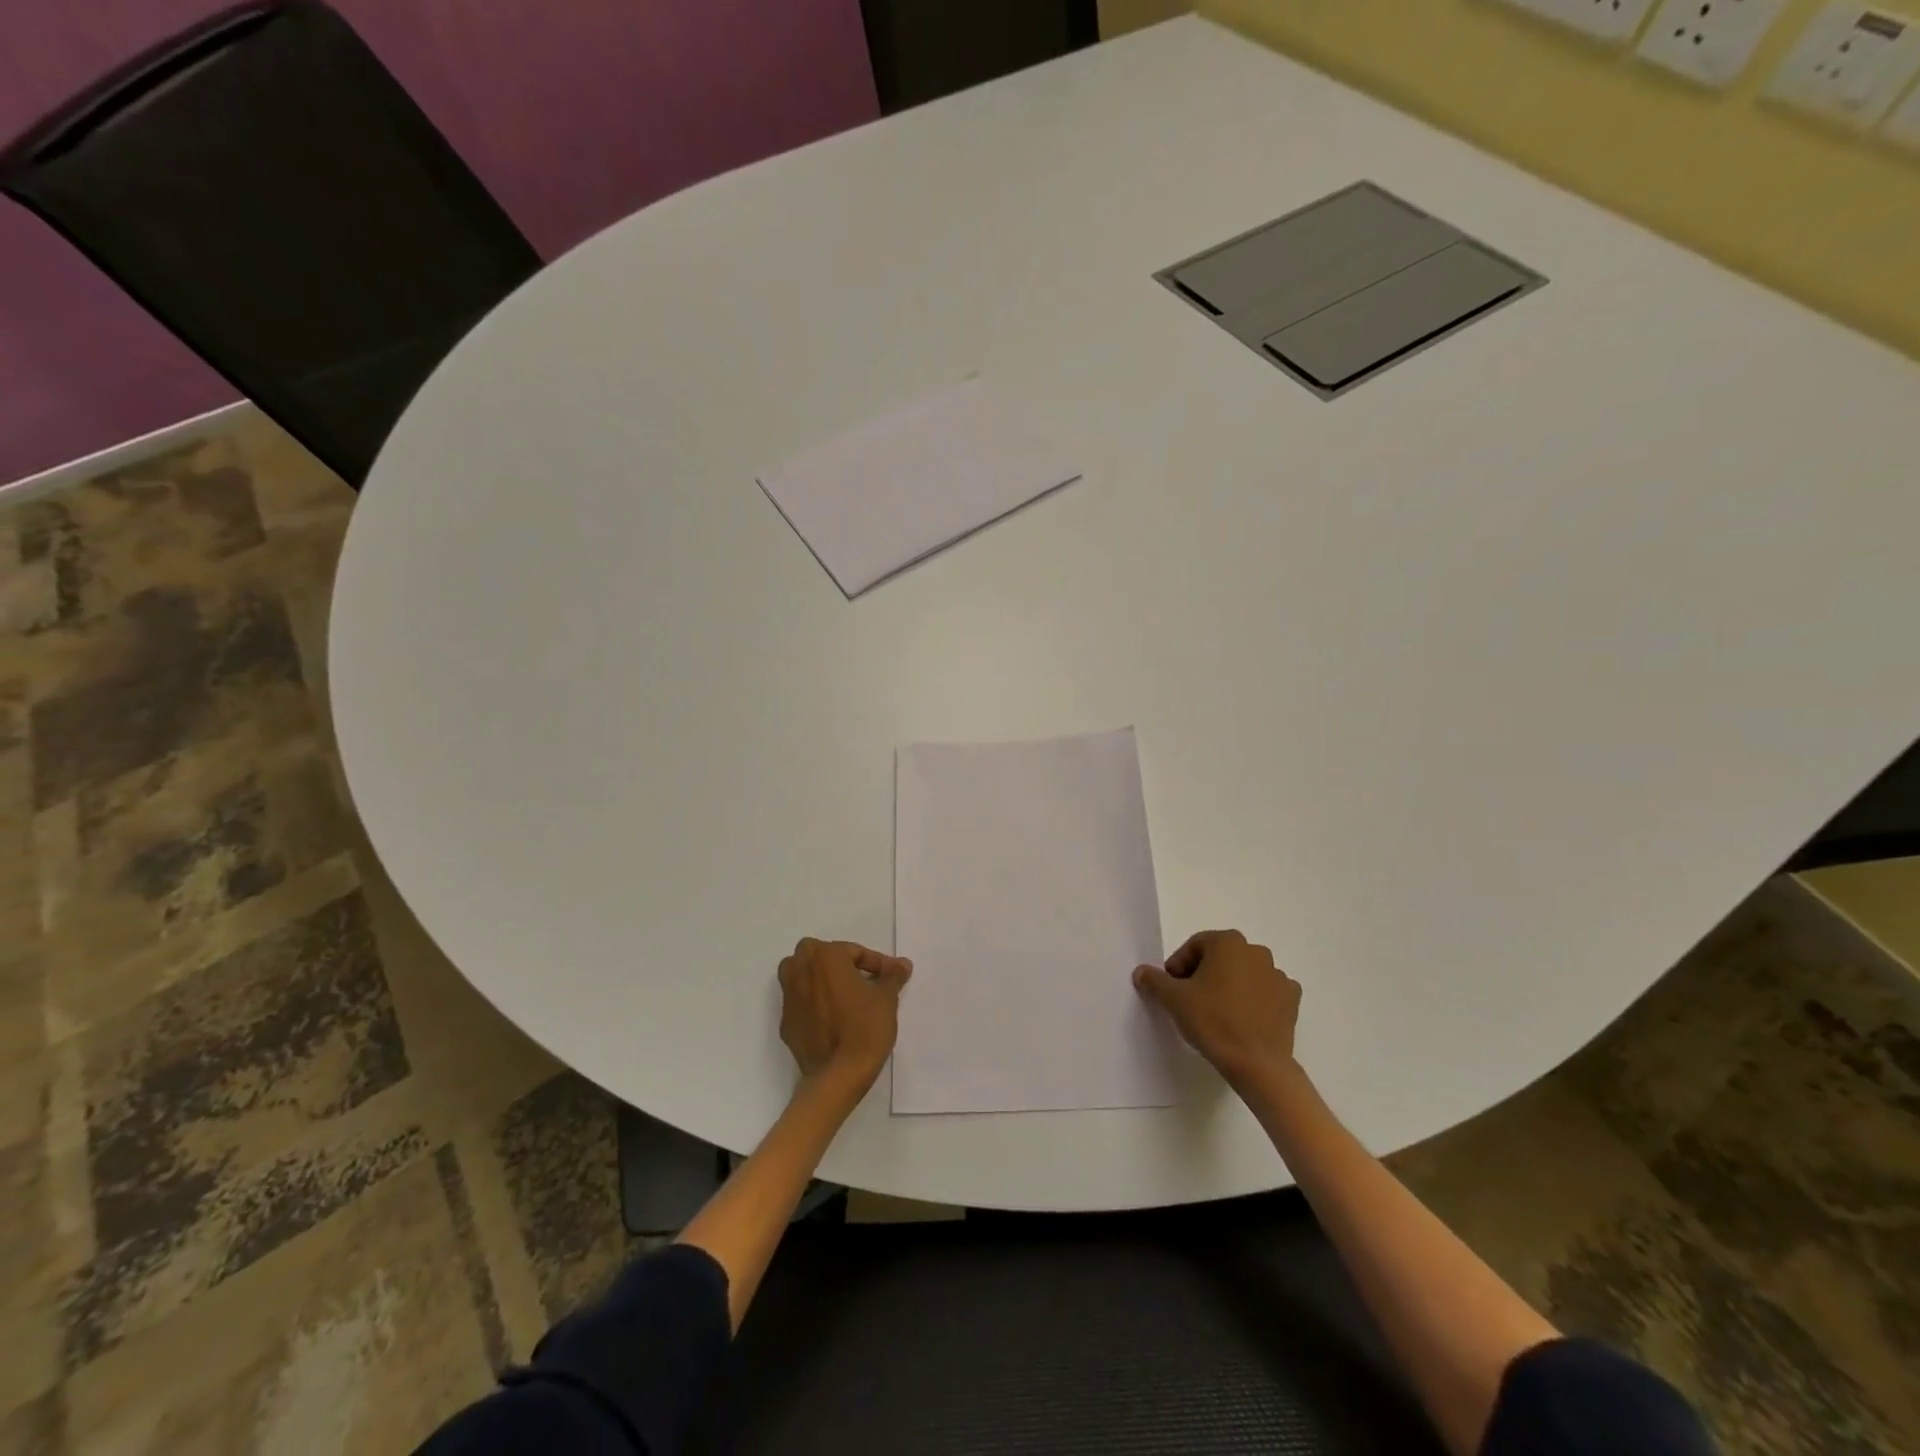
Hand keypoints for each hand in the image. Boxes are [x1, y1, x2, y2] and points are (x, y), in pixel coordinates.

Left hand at [778, 937, 912, 1092]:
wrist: (837, 1076)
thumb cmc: (865, 1028)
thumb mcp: (887, 999)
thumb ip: (892, 976)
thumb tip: (902, 964)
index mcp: (825, 957)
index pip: (854, 951)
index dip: (876, 963)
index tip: (892, 977)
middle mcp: (800, 970)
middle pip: (819, 955)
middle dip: (840, 962)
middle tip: (862, 980)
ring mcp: (788, 998)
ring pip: (802, 975)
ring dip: (820, 979)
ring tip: (844, 995)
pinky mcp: (785, 1023)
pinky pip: (800, 1002)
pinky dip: (814, 1003)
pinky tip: (832, 1019)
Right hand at [1134, 929, 1299, 1087]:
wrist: (1258, 1064)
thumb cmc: (1213, 1021)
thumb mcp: (1174, 999)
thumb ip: (1155, 980)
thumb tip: (1141, 971)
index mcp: (1228, 942)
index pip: (1194, 947)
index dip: (1178, 967)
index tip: (1172, 990)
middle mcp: (1256, 951)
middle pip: (1219, 958)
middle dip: (1203, 974)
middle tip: (1190, 1001)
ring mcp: (1278, 975)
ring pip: (1243, 974)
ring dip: (1229, 986)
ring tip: (1216, 1013)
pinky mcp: (1291, 1000)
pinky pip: (1265, 992)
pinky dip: (1253, 999)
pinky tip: (1242, 1019)